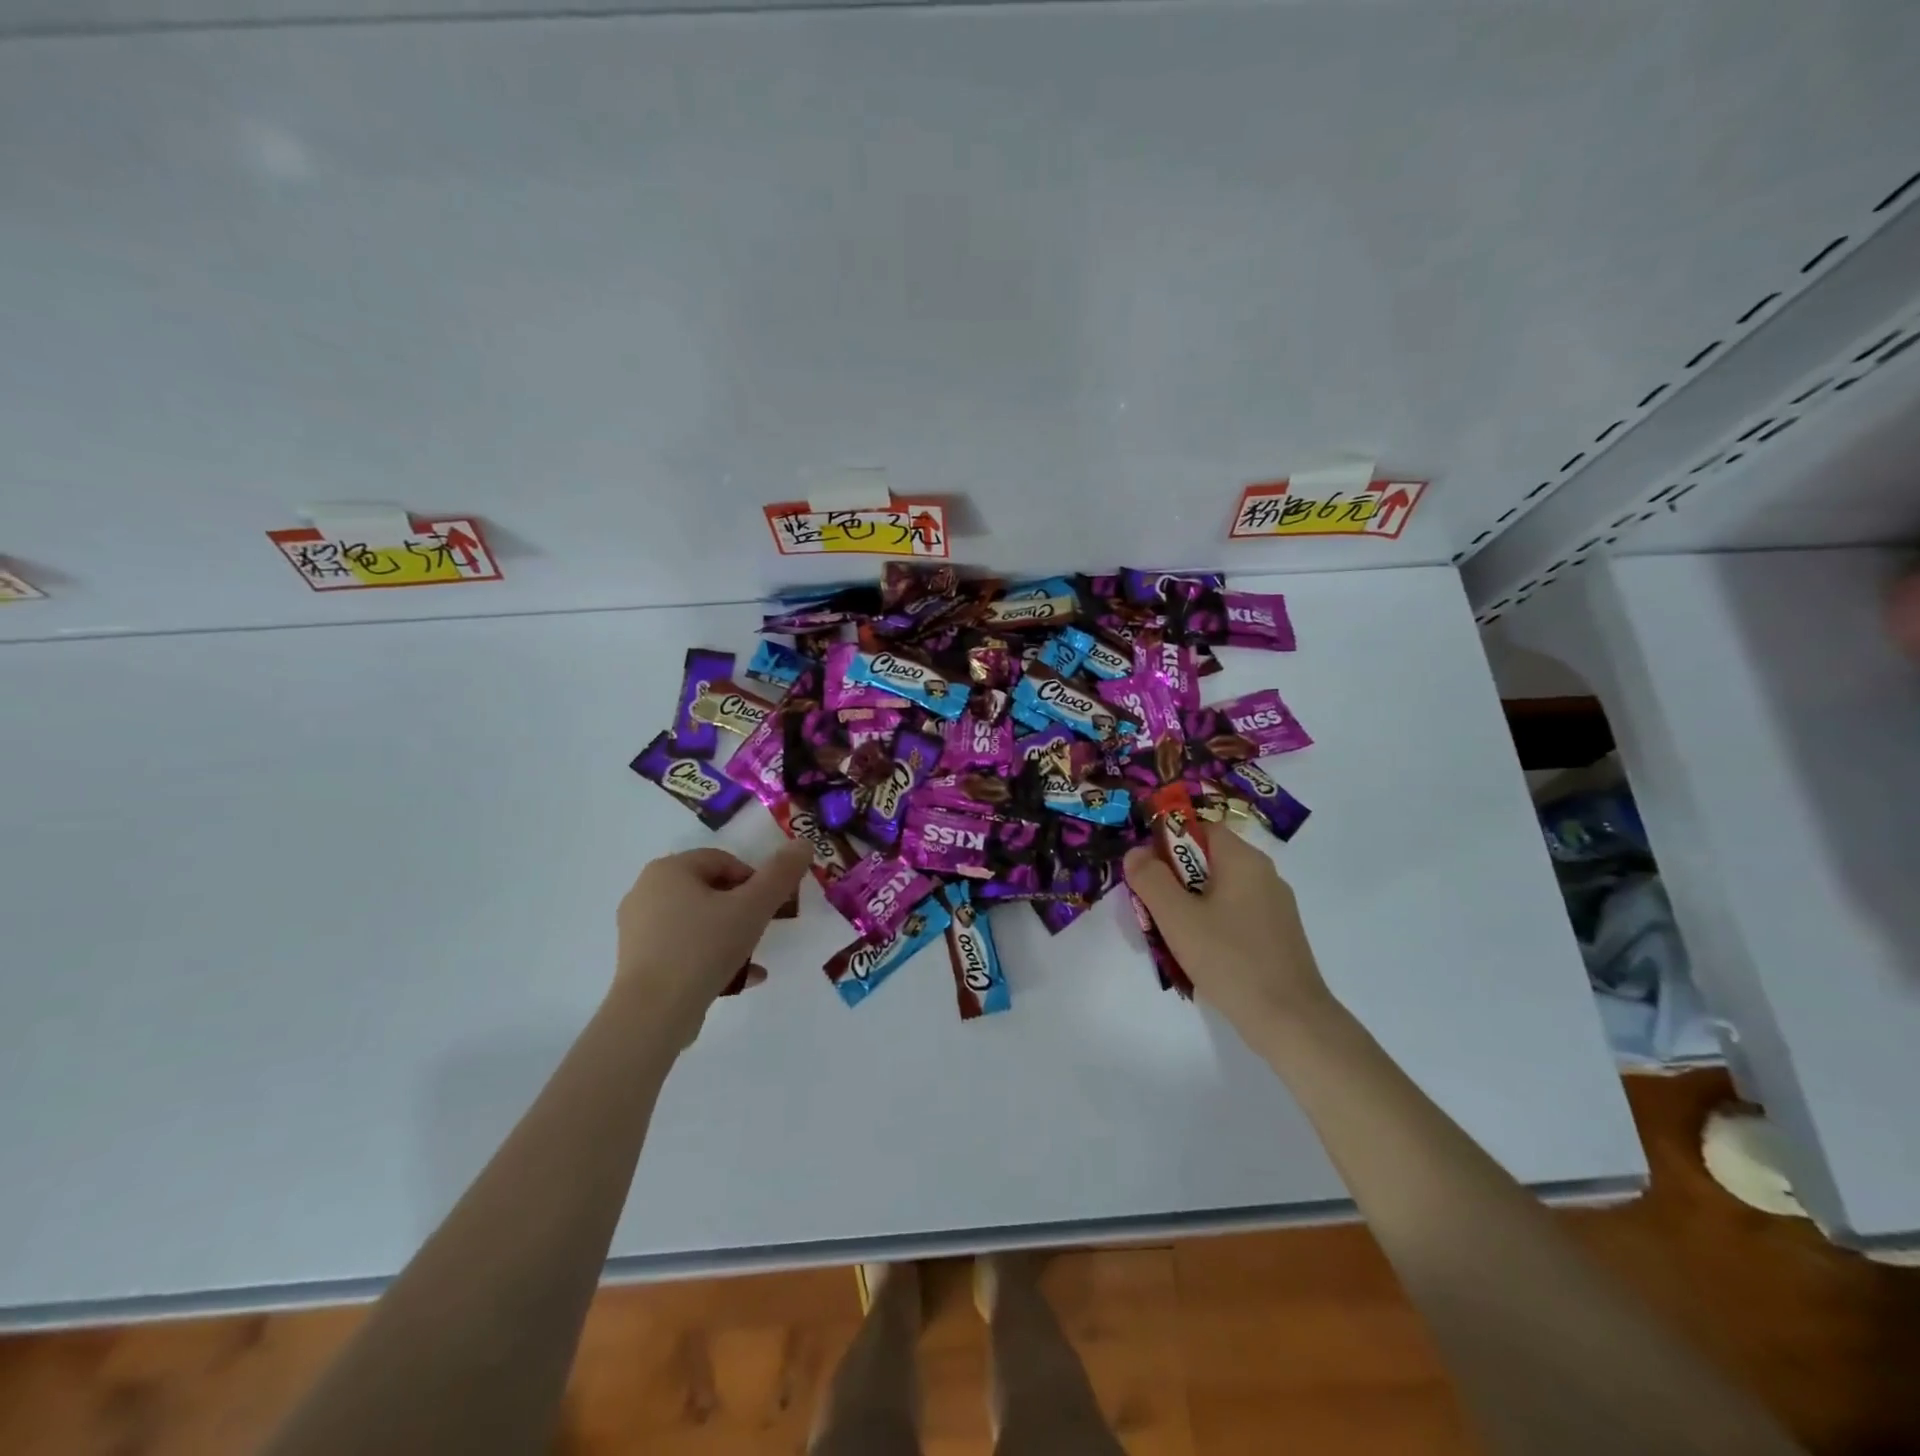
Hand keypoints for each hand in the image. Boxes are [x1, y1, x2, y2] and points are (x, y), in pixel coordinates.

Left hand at [614, 842, 812, 1045]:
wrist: (652, 1015)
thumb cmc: (703, 948)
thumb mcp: (752, 907)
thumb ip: (781, 874)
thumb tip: (803, 843)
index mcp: (669, 870)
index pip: (723, 860)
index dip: (754, 880)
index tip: (772, 906)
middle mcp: (646, 892)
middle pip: (710, 890)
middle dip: (743, 908)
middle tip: (764, 929)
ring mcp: (638, 929)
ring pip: (698, 922)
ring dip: (730, 935)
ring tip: (754, 959)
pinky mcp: (638, 962)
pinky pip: (684, 949)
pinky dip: (710, 957)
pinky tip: (738, 980)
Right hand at [1123, 827, 1333, 1039]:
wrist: (1290, 1021)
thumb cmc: (1230, 959)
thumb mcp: (1177, 917)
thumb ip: (1151, 879)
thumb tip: (1136, 853)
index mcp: (1243, 860)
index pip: (1200, 828)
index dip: (1168, 842)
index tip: (1147, 872)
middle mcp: (1264, 874)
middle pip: (1208, 860)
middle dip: (1175, 880)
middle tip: (1154, 909)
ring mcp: (1275, 906)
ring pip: (1219, 891)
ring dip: (1191, 906)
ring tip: (1173, 937)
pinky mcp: (1278, 935)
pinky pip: (1235, 915)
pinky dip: (1212, 925)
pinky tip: (1202, 955)